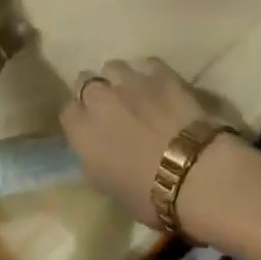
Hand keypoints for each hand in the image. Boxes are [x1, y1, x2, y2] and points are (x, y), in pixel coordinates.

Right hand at [59, 60, 230, 230]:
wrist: (193, 172)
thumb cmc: (149, 195)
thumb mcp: (109, 188)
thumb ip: (95, 160)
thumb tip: (97, 150)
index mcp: (83, 132)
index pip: (67, 112)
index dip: (79, 118)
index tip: (90, 128)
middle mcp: (100, 99)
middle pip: (85, 80)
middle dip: (95, 91)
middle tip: (110, 109)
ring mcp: (130, 81)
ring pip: (113, 67)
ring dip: (119, 79)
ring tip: (134, 93)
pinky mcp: (159, 72)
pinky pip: (146, 64)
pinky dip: (149, 74)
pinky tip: (159, 87)